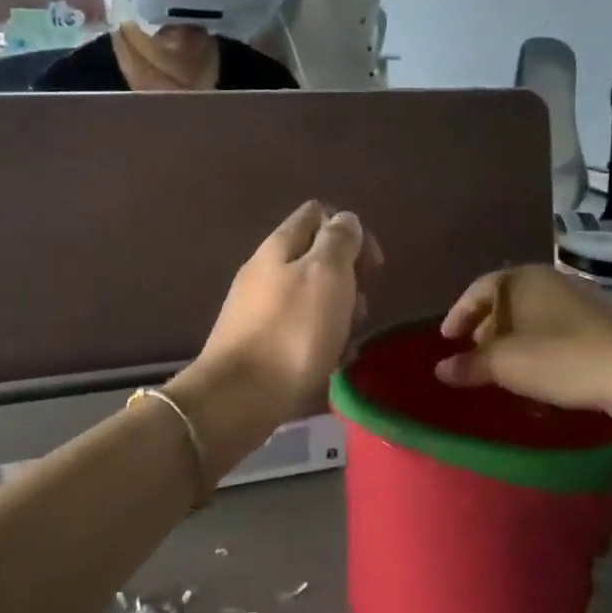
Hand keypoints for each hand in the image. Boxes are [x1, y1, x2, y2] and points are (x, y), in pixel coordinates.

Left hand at [191, 201, 382, 418]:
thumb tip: (345, 220)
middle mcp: (266, 272)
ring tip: (347, 341)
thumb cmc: (291, 331)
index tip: (371, 265)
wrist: (239, 398)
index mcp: (279, 247)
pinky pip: (301, 331)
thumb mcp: (326, 274)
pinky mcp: (261, 345)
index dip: (350, 232)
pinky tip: (332, 362)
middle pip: (317, 259)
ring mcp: (260, 310)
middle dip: (349, 280)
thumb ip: (339, 241)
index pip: (316, 214)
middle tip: (358, 308)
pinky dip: (322, 341)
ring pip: (313, 298)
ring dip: (339, 314)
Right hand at [434, 265, 611, 416]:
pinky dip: (538, 351)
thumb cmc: (561, 359)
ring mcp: (580, 302)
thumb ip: (469, 365)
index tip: (446, 338)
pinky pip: (556, 333)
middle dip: (486, 330)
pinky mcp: (600, 326)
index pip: (480, 289)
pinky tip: (538, 380)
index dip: (459, 313)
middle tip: (473, 355)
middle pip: (506, 303)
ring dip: (513, 344)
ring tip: (502, 372)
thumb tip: (440, 369)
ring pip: (532, 320)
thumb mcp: (505, 365)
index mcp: (524, 279)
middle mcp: (551, 282)